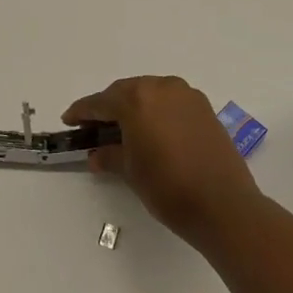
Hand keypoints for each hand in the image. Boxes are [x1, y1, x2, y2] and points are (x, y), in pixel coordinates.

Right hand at [64, 76, 261, 246]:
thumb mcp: (131, 171)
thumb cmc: (168, 187)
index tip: (69, 120)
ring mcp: (186, 95)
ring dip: (134, 107)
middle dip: (109, 107)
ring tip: (122, 129)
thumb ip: (110, 156)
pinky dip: (157, 112)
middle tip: (93, 126)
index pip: (101, 102)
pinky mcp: (204, 108)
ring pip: (151, 94)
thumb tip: (97, 154)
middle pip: (126, 92)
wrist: (223, 204)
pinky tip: (151, 131)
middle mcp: (162, 88)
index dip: (82, 112)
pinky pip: (171, 102)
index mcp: (138, 99)